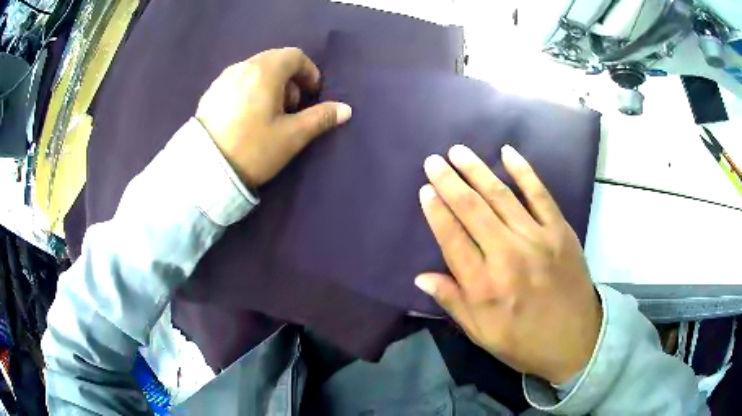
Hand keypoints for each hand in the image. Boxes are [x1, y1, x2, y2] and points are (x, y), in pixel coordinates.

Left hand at [196, 47, 351, 186]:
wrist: (205, 170)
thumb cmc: (253, 149)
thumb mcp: (292, 135)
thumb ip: (320, 118)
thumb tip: (346, 109)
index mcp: (265, 72)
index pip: (294, 56)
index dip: (309, 71)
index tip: (312, 93)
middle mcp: (243, 67)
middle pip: (274, 60)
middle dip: (289, 79)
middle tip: (291, 106)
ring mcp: (223, 79)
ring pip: (255, 70)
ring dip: (270, 83)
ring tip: (268, 112)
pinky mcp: (210, 93)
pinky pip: (238, 81)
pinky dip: (250, 89)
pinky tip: (246, 115)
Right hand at [415, 144, 600, 383]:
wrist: (576, 341)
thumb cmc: (524, 342)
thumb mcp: (481, 334)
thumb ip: (453, 302)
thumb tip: (421, 277)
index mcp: (484, 286)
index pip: (452, 239)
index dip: (436, 212)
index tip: (425, 189)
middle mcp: (508, 256)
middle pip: (473, 210)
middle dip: (450, 182)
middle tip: (433, 161)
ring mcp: (537, 239)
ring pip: (501, 196)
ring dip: (477, 171)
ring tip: (458, 151)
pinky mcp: (559, 230)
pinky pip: (540, 194)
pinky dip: (524, 171)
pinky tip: (507, 152)